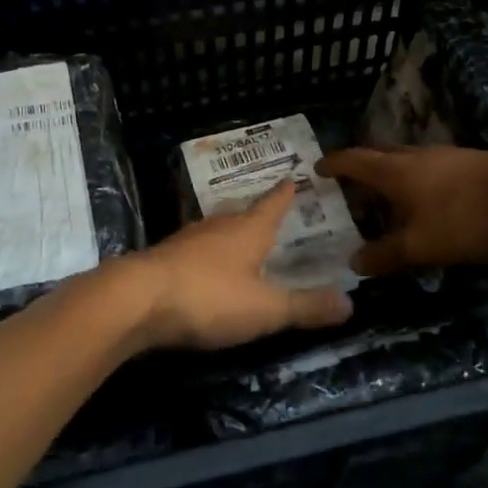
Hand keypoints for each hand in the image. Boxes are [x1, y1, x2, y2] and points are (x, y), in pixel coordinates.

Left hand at [121, 183, 353, 351]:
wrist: (136, 300)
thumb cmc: (209, 297)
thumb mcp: (266, 309)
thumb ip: (306, 307)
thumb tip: (351, 303)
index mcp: (248, 230)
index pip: (272, 204)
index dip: (285, 193)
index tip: (292, 177)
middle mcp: (217, 226)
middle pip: (241, 212)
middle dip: (255, 211)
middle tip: (267, 210)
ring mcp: (186, 240)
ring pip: (214, 229)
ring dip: (228, 231)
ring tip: (237, 236)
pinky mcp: (163, 259)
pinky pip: (193, 249)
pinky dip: (205, 253)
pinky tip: (202, 265)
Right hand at [316, 146, 487, 276]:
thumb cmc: (466, 217)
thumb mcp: (420, 246)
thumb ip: (385, 255)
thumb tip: (353, 263)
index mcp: (394, 171)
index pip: (353, 160)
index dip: (333, 165)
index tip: (317, 169)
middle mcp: (416, 157)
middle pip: (379, 156)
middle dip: (361, 170)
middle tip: (348, 189)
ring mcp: (447, 158)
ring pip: (407, 164)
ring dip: (392, 179)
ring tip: (386, 202)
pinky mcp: (472, 167)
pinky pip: (431, 172)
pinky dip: (418, 186)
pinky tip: (428, 206)